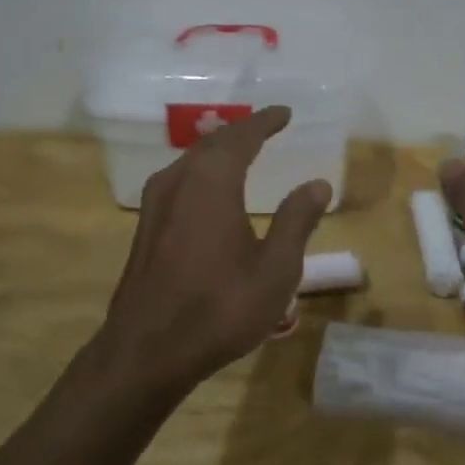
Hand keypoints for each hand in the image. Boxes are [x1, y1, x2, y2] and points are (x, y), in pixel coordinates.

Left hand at [99, 105, 330, 394]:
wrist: (146, 352)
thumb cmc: (219, 308)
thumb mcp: (275, 270)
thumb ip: (296, 221)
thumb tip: (318, 184)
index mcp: (211, 183)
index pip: (241, 137)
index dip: (264, 122)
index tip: (284, 113)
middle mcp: (178, 181)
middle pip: (212, 144)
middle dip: (241, 133)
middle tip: (267, 128)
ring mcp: (156, 204)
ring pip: (191, 161)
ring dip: (219, 151)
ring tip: (243, 152)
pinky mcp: (146, 227)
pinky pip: (179, 181)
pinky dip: (203, 172)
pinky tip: (212, 191)